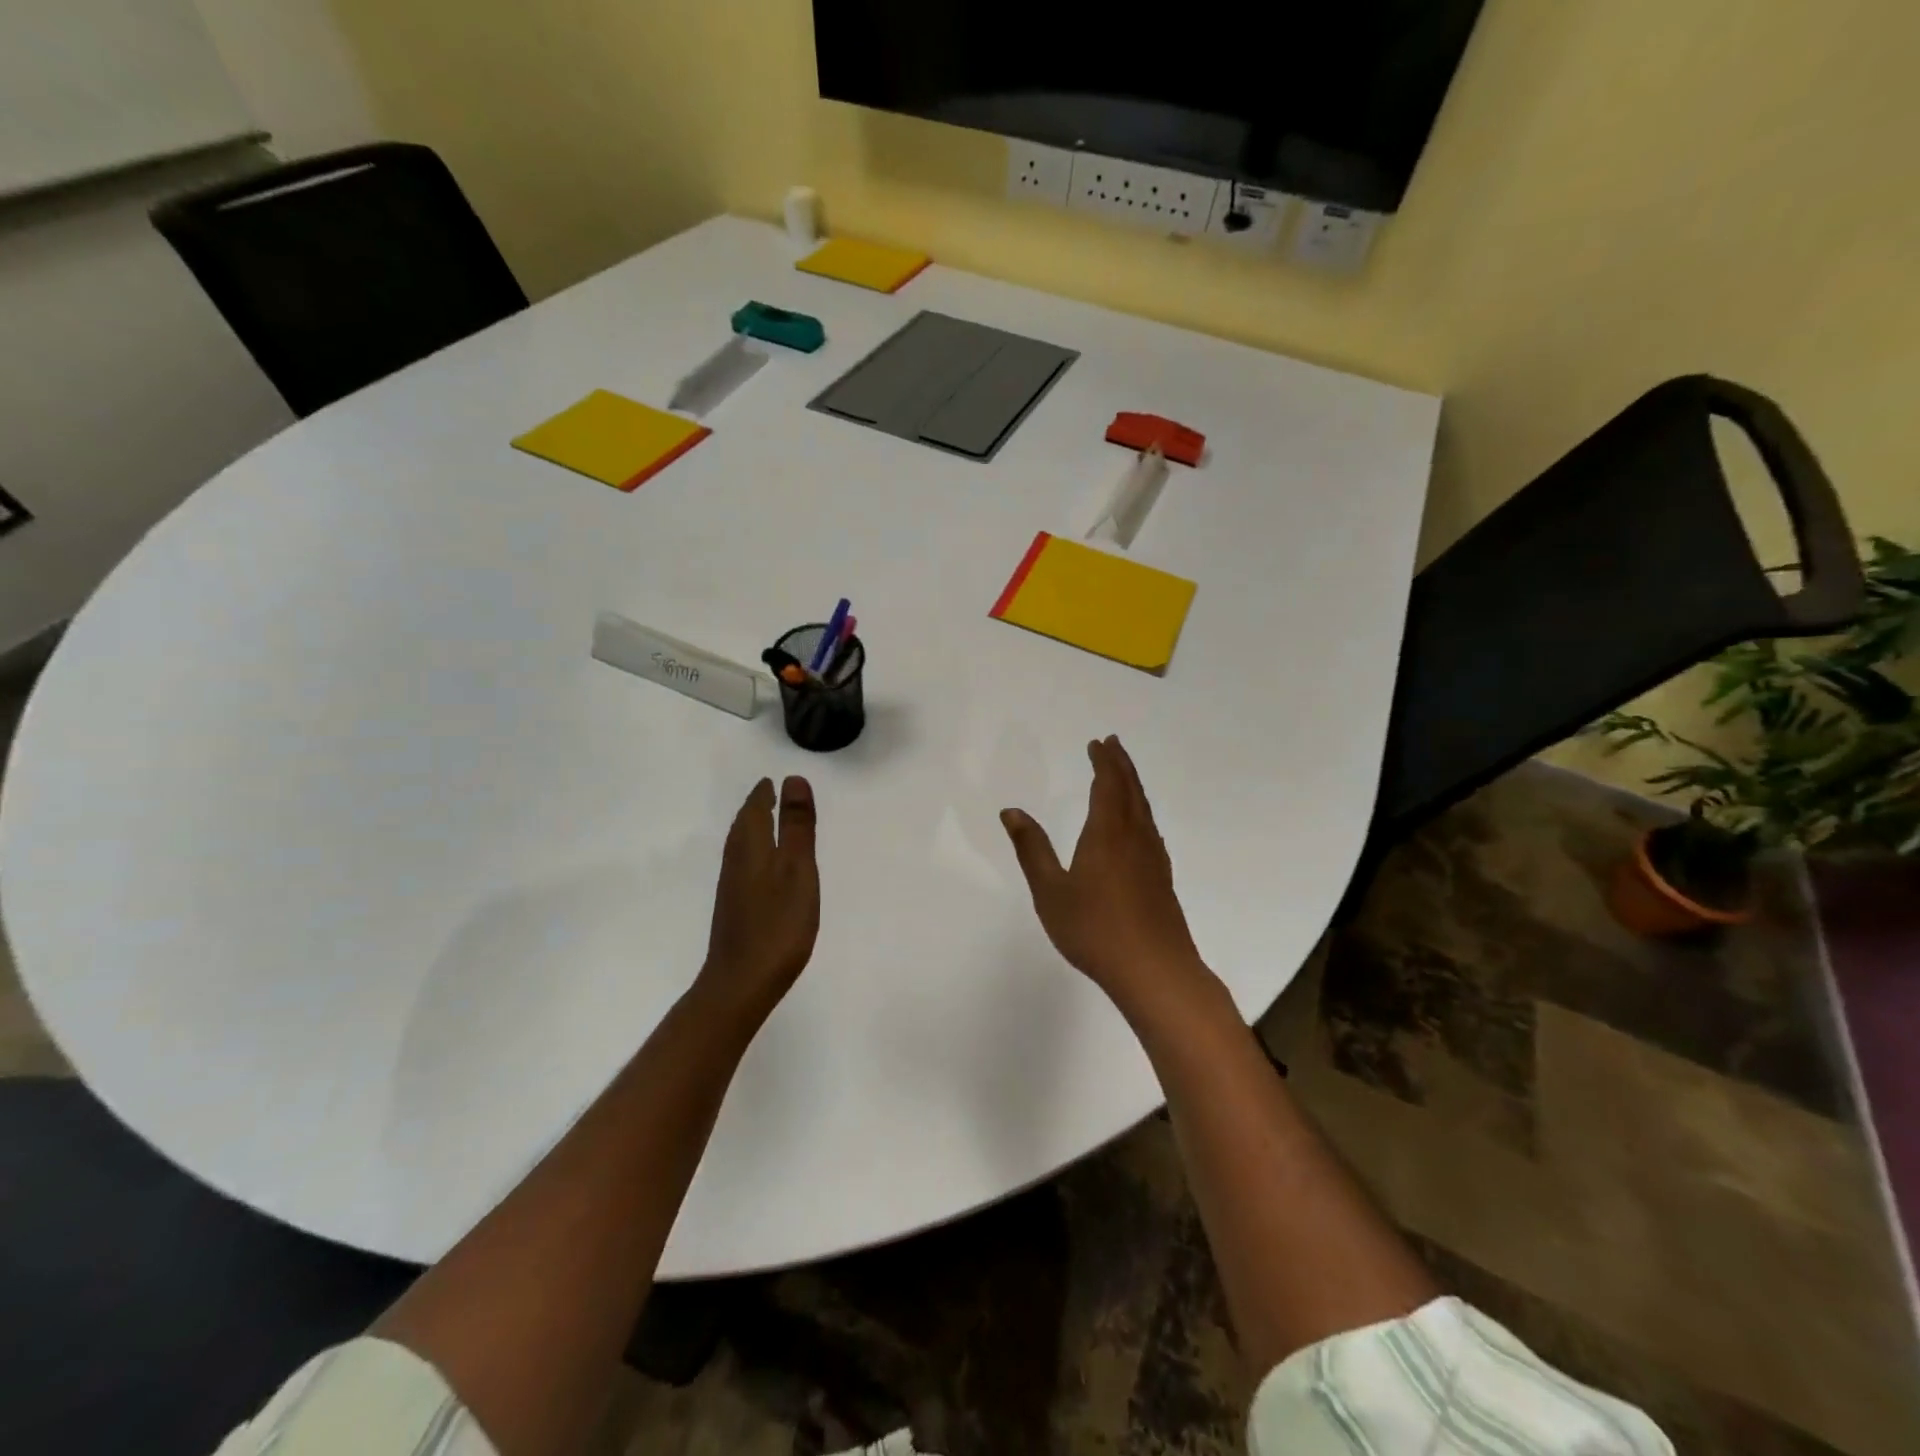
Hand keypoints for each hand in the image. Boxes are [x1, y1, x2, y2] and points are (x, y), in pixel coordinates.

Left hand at [696, 776, 819, 1027]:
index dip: (764, 794)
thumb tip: (793, 780)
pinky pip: (743, 865)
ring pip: (741, 846)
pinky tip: (762, 867)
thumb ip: (797, 826)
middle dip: (756, 808)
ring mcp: (732, 887)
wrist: (742, 981)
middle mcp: (736, 861)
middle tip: (769, 795)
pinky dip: (753, 852)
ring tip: (766, 822)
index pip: (755, 810)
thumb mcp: (798, 869)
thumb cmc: (778, 923)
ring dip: (752, 829)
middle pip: (744, 825)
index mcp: (752, 847)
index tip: (772, 781)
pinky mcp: (735, 908)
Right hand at [1001, 736, 1217, 1019]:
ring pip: (1144, 809)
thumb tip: (1012, 811)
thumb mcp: (1050, 891)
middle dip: (1121, 765)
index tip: (1098, 743)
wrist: (1155, 970)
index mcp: (1107, 833)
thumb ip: (1031, 849)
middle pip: (1131, 790)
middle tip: (1112, 745)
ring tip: (1123, 776)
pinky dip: (1141, 811)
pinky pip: (1150, 828)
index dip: (1103, 762)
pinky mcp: (1162, 879)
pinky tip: (1137, 826)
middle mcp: (1134, 837)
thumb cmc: (1094, 929)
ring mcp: (1153, 858)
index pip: (1107, 785)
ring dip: (1133, 785)